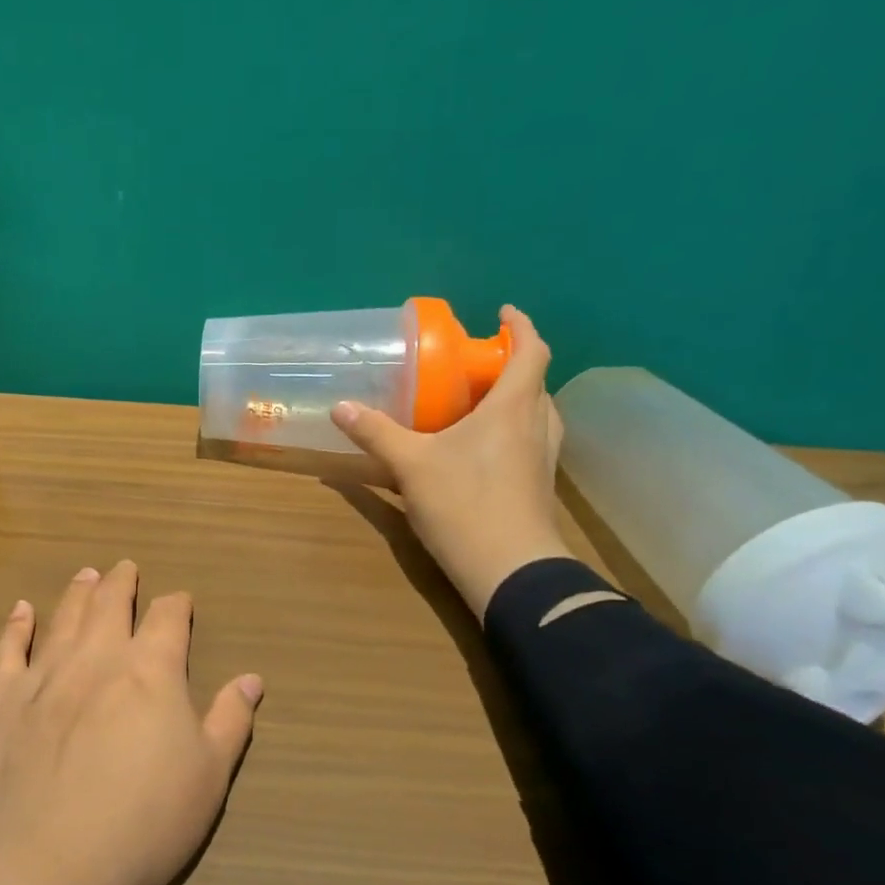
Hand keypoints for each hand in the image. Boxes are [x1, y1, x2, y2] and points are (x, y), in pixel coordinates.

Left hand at [0, 560, 263, 884]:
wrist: (43, 864)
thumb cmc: (142, 824)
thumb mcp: (208, 778)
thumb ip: (230, 721)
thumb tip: (252, 679)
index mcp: (151, 672)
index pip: (168, 620)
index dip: (176, 606)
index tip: (180, 600)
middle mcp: (97, 659)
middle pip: (111, 605)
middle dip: (122, 584)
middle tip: (125, 567)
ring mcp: (43, 677)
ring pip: (64, 619)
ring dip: (78, 593)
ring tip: (86, 575)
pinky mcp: (1, 702)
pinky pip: (8, 650)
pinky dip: (16, 626)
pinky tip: (20, 610)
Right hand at [333, 304, 570, 616]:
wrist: (511, 570)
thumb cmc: (465, 504)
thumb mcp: (411, 466)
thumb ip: (376, 433)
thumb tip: (341, 407)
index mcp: (513, 408)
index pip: (532, 351)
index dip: (521, 327)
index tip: (503, 313)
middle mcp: (537, 426)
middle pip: (535, 383)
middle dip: (512, 366)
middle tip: (476, 366)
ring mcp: (543, 459)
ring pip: (536, 415)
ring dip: (515, 400)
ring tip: (480, 403)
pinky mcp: (538, 486)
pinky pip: (530, 442)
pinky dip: (511, 431)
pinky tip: (482, 450)